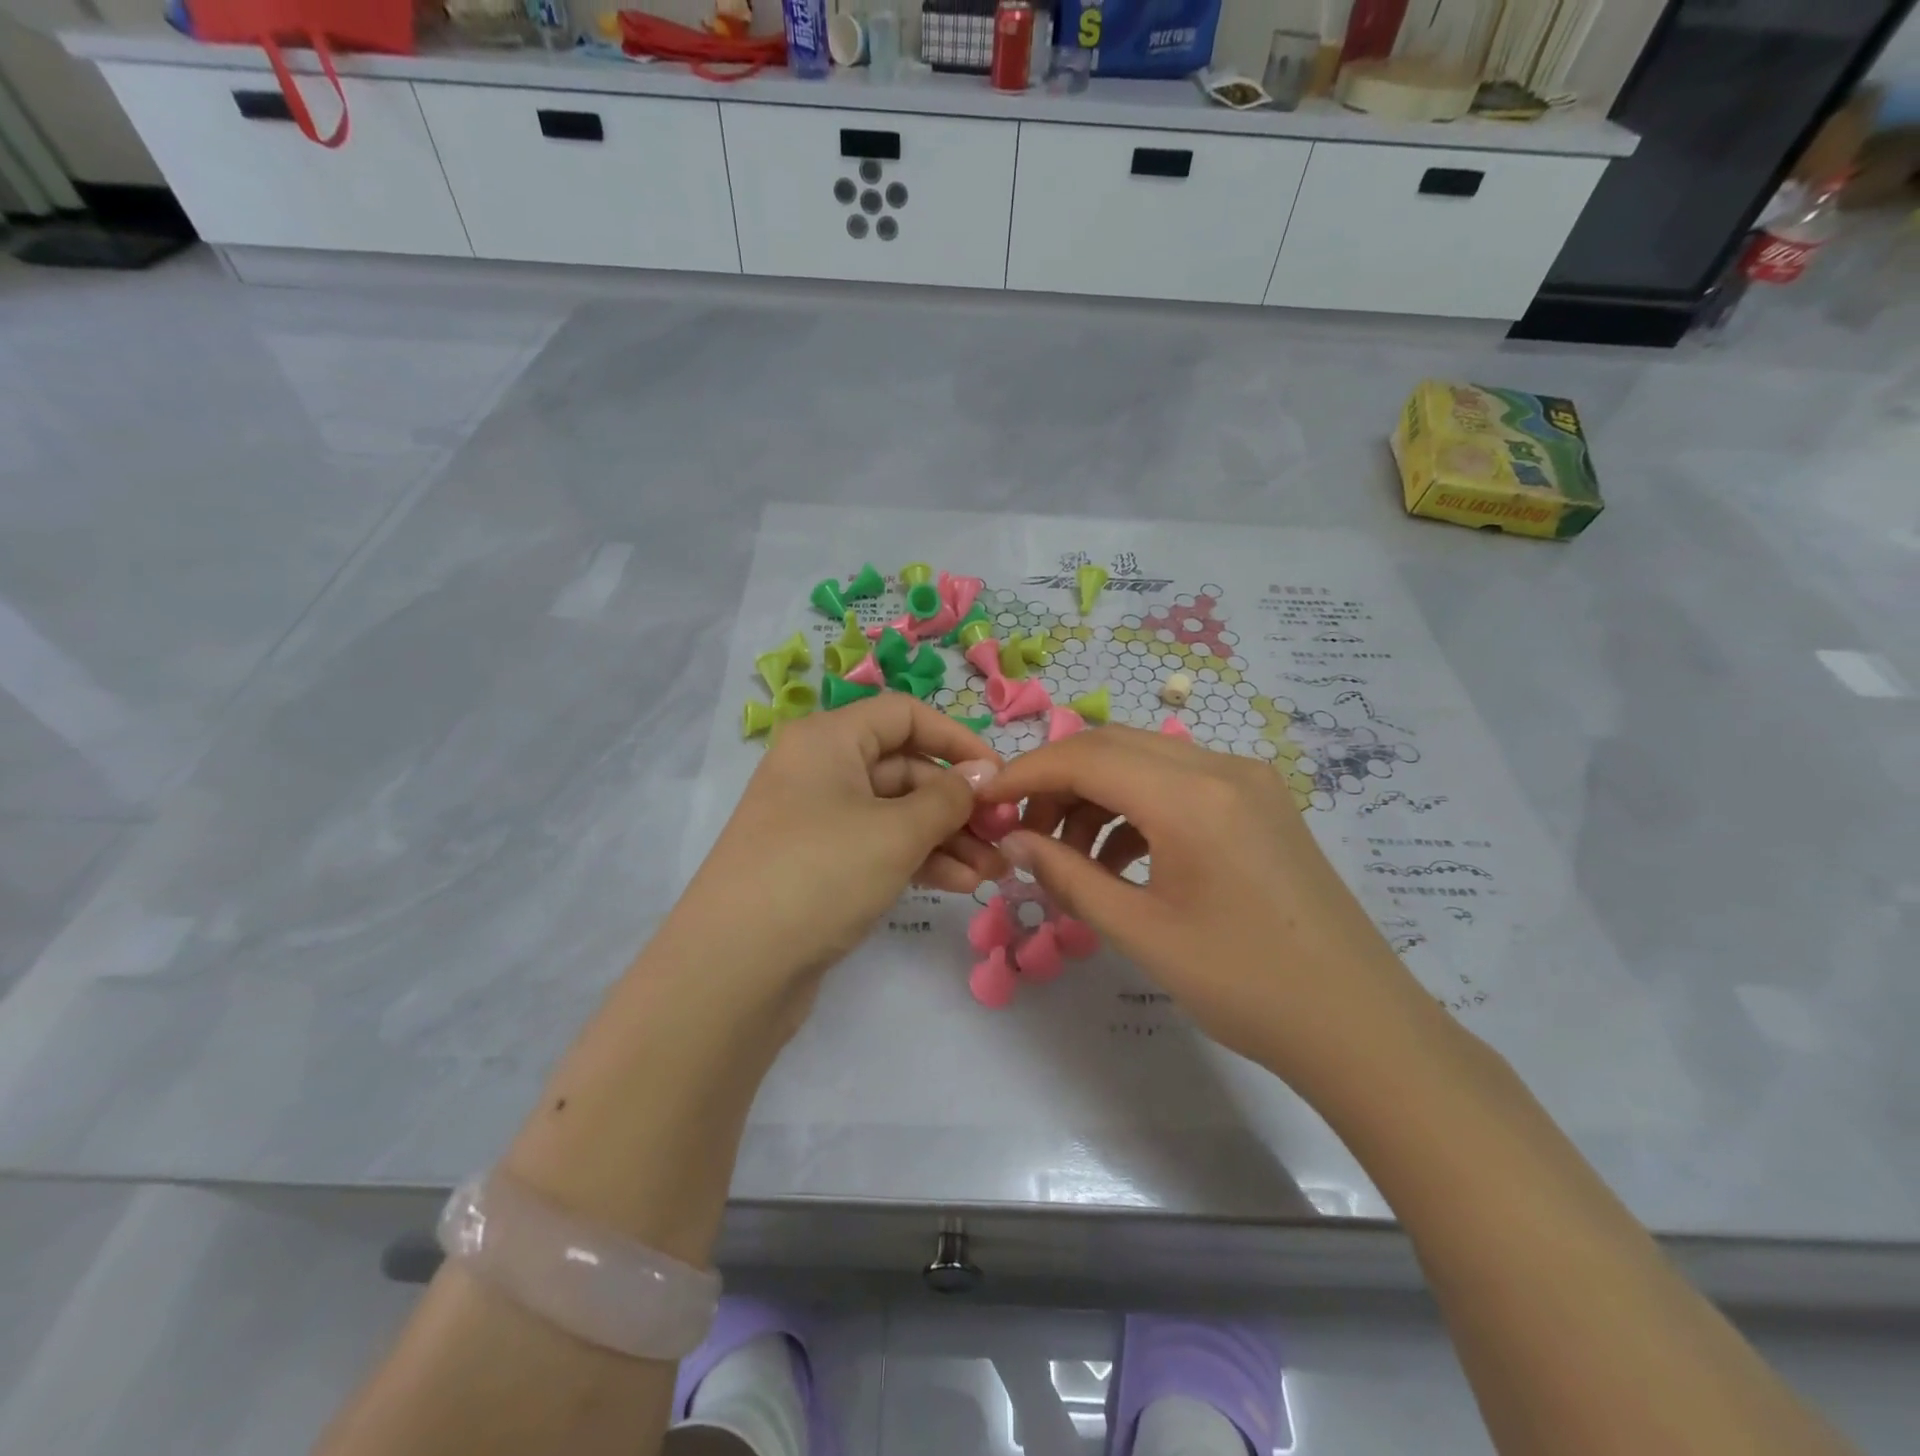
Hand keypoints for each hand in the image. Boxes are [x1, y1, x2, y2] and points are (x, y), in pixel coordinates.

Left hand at [669, 696, 1005, 997]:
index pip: (905, 716)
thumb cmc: (820, 874)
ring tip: (994, 872)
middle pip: (905, 769)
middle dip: (958, 804)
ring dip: (947, 838)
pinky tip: (960, 884)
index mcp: (828, 740)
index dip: (957, 741)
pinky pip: (879, 847)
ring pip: (896, 814)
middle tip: (1004, 837)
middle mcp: (820, 770)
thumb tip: (983, 773)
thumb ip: (948, 797)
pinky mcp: (820, 864)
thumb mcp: (895, 832)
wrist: (733, 969)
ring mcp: (818, 820)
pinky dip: (919, 860)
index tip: (999, 777)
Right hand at [977, 727, 1431, 1089]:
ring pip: (1144, 761)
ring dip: (1095, 796)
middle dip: (1056, 782)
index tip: (984, 802)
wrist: (1360, 1025)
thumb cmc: (1245, 985)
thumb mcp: (1140, 932)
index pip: (1084, 756)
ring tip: (1068, 856)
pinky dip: (1135, 809)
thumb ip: (1066, 876)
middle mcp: (1220, 768)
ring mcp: (1247, 781)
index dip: (1025, 773)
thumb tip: (1012, 841)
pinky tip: (1120, 860)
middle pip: (1112, 747)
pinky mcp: (1259, 802)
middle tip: (1023, 833)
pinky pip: (1178, 784)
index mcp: (1191, 796)